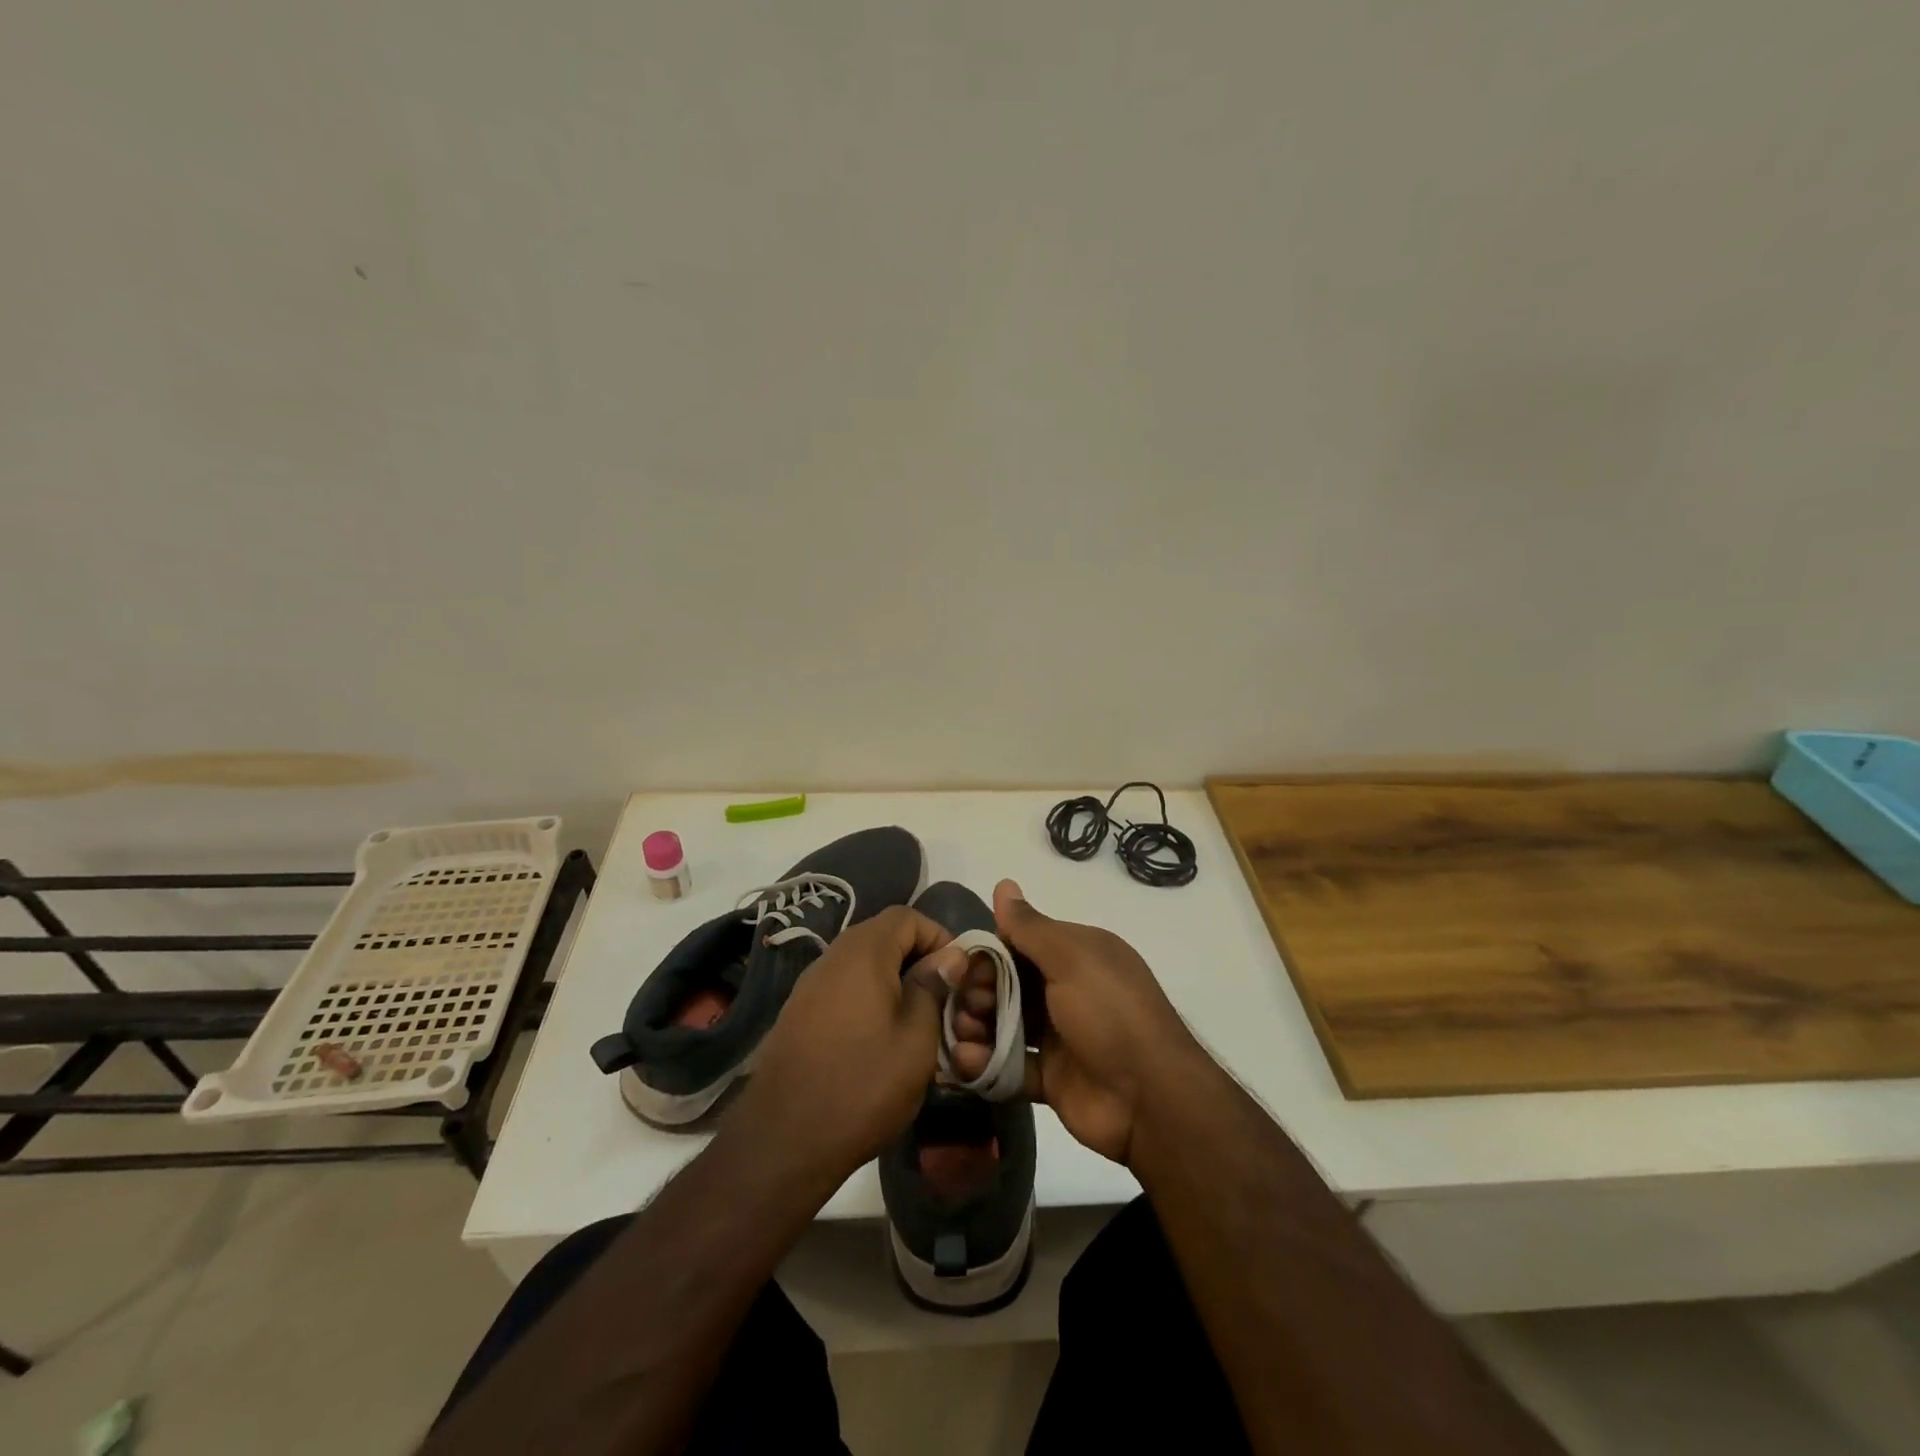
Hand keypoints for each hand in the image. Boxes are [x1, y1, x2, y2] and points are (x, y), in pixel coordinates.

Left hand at [728, 906, 964, 1180]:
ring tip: (914, 1023)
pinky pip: (842, 988)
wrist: (783, 1140)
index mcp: (863, 952)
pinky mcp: (797, 1013)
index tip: (957, 975)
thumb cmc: (863, 1084)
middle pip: (883, 936)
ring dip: (893, 981)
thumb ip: (934, 987)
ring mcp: (809, 984)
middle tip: (941, 1000)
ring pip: (862, 964)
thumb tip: (949, 956)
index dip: (939, 936)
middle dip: (917, 959)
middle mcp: (832, 956)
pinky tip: (878, 1039)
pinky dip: (867, 999)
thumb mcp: (917, 1038)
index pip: (907, 916)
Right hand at [983, 879, 1202, 1165]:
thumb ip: (1030, 927)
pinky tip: (968, 1063)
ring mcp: (1059, 1036)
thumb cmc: (1110, 1013)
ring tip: (964, 1037)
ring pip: (1004, 1024)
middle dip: (978, 993)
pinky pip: (1010, 1065)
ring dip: (976, 1027)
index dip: (989, 953)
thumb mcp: (1071, 958)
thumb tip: (1003, 882)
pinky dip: (987, 1064)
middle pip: (1007, 984)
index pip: (1020, 944)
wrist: (1150, 1099)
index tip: (964, 968)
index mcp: (1077, 955)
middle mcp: (1066, 990)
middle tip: (966, 1007)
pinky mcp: (1051, 1077)